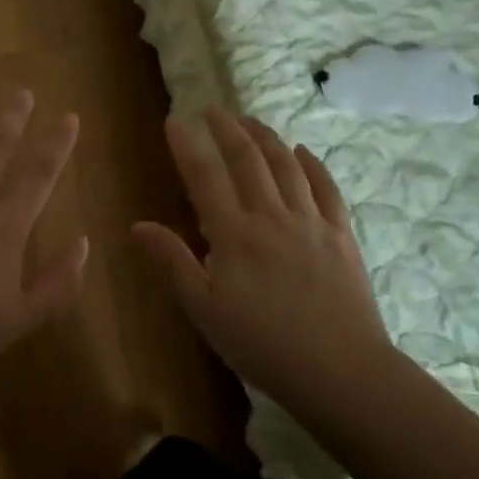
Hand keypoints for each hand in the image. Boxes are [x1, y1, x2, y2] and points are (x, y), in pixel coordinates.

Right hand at [132, 106, 393, 402]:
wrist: (339, 369)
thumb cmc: (262, 344)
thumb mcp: (204, 309)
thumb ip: (172, 262)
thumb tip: (137, 226)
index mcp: (235, 233)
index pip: (205, 176)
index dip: (188, 145)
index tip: (174, 121)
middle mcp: (272, 215)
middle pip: (248, 159)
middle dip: (227, 129)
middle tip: (212, 109)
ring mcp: (311, 222)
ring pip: (286, 165)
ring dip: (266, 137)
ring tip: (250, 120)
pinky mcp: (341, 235)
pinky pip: (326, 188)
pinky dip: (312, 164)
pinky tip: (302, 150)